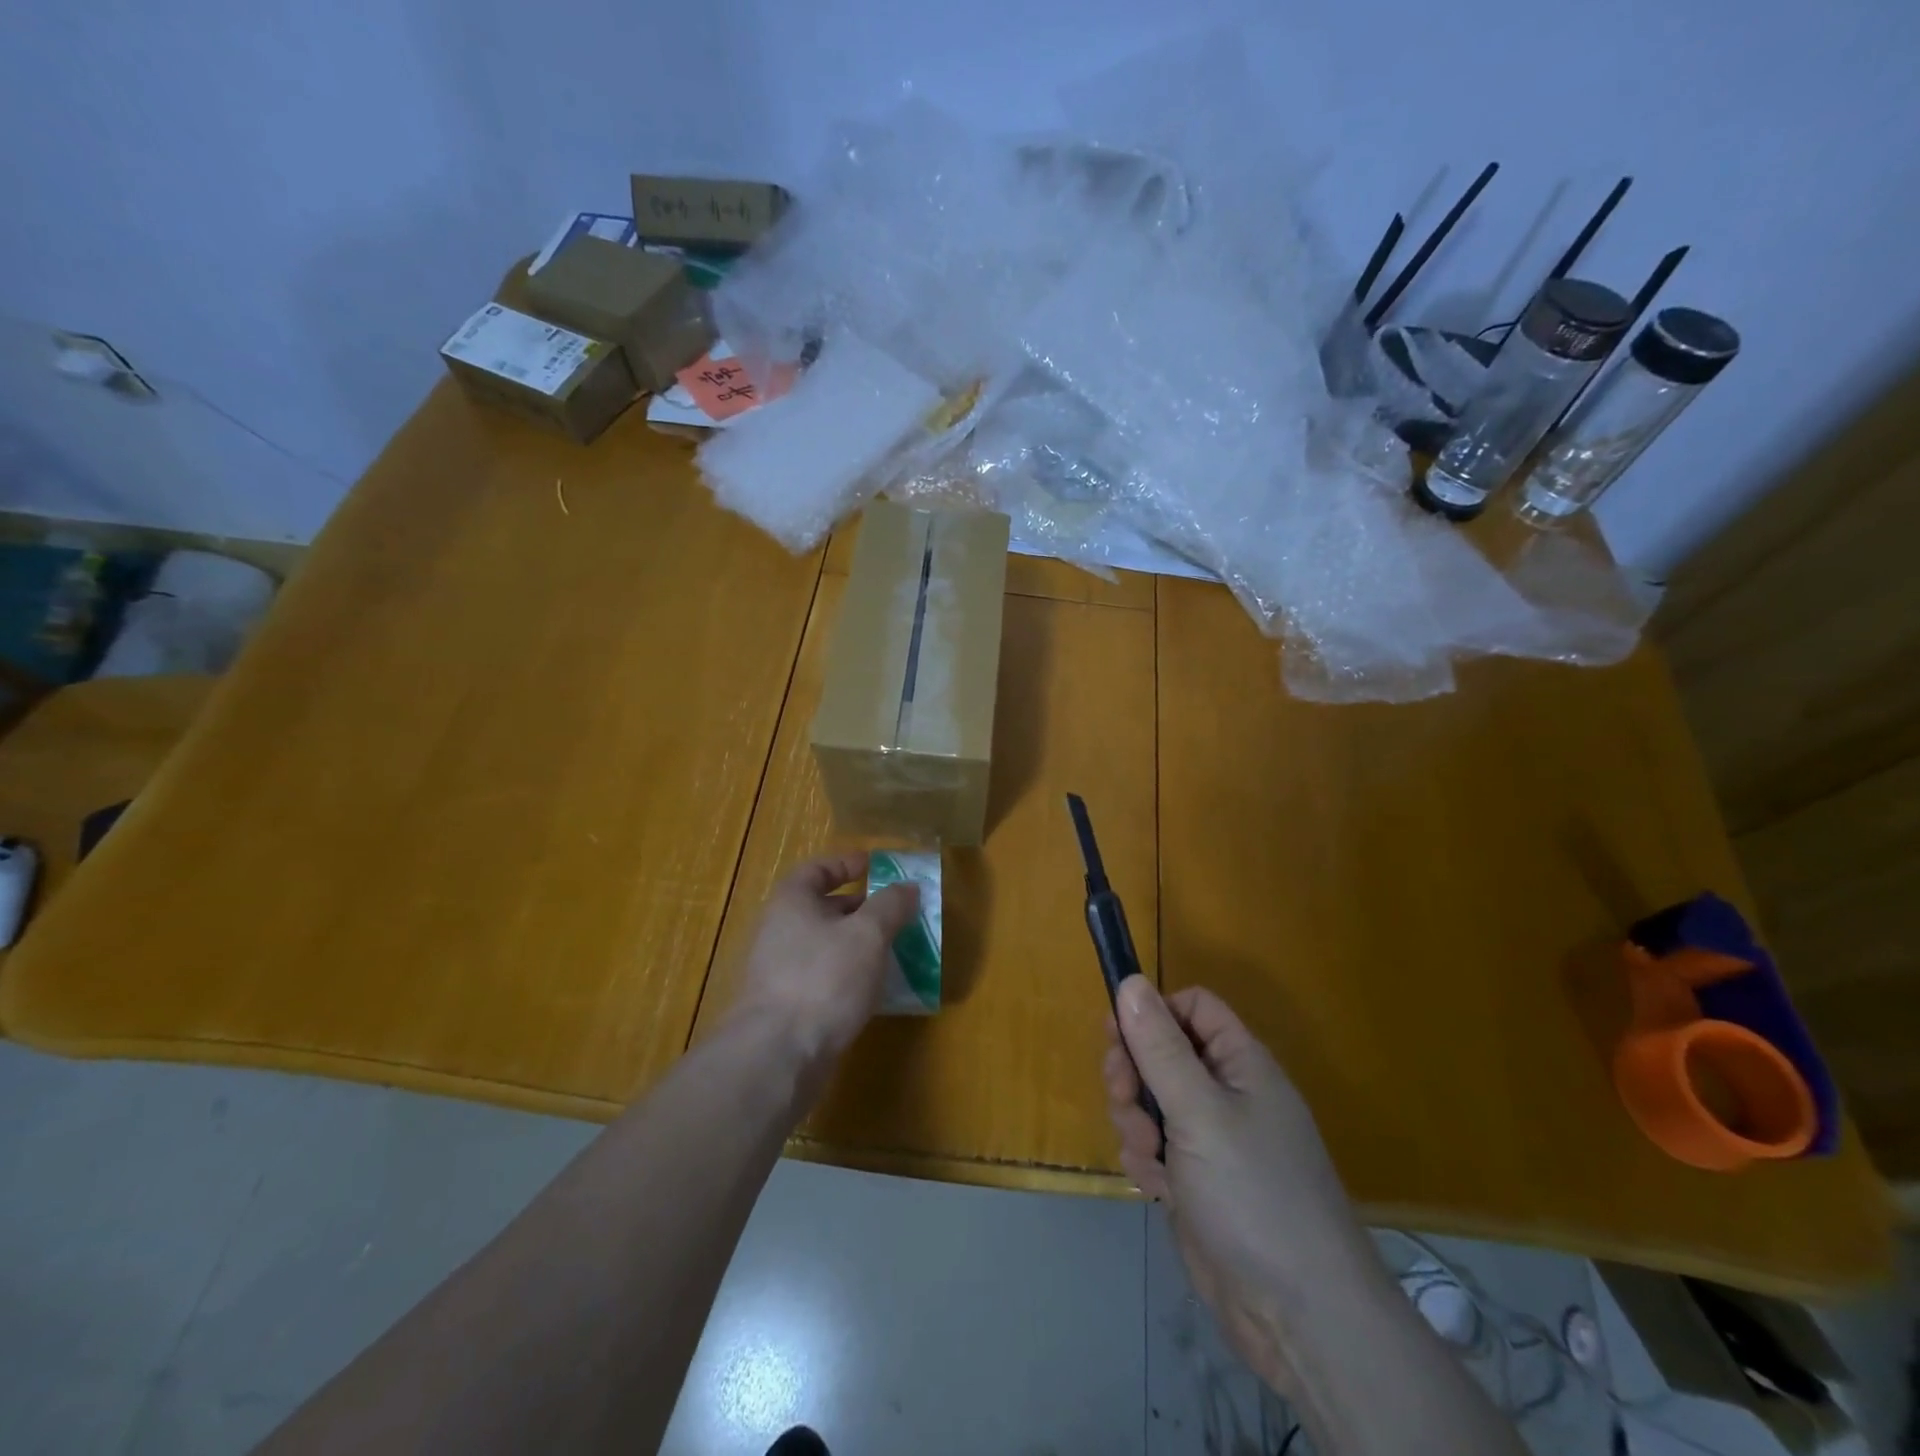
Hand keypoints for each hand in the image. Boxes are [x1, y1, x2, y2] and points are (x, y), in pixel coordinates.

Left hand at [731, 853, 920, 1062]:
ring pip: (826, 945)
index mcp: (791, 902)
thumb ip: (890, 906)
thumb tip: (908, 887)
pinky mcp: (788, 1006)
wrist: (778, 1055)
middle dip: (861, 907)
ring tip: (896, 948)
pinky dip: (850, 975)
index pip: (817, 869)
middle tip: (897, 911)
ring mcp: (780, 970)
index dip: (847, 863)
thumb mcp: (867, 934)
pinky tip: (876, 988)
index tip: (877, 867)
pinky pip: (824, 977)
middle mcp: (780, 931)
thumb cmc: (824, 978)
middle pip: (823, 907)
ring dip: (859, 944)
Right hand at [1104, 977, 1377, 1395]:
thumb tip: (1131, 981)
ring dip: (1135, 1121)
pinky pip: (1155, 1148)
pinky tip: (1156, 1189)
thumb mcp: (1199, 1111)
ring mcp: (1212, 1141)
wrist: (1298, 1317)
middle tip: (1122, 1096)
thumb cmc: (1253, 1194)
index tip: (1117, 1034)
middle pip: (1162, 1053)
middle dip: (1133, 1073)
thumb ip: (1159, 1046)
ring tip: (1148, 1155)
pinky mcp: (1197, 1182)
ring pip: (1151, 1102)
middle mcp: (1227, 1094)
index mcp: (1241, 1064)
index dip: (1154, 1013)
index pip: (1192, 1008)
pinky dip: (1146, 1161)